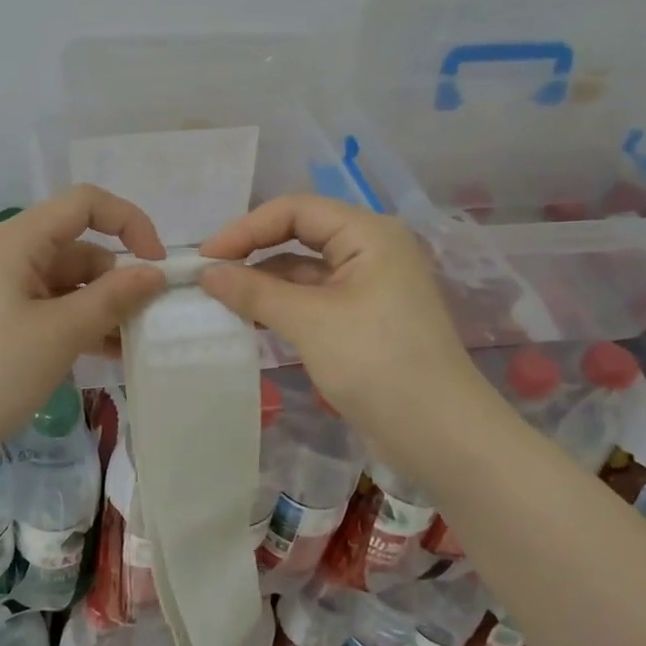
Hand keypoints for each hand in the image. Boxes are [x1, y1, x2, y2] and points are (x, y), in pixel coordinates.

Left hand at [0, 185, 166, 458]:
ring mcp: (4, 293)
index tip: (158, 266)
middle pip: (80, 247)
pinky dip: (80, 327)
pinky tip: (106, 357)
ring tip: (133, 345)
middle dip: (119, 277)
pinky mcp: (0, 326)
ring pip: (69, 285)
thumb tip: (155, 272)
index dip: (129, 222)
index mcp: (19, 241)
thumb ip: (112, 298)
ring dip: (103, 308)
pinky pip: (52, 313)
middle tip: (150, 320)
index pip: (85, 204)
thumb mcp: (60, 333)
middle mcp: (12, 258)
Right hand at [197, 195, 501, 443]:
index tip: (205, 258)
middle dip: (253, 252)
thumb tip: (206, 273)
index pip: (295, 210)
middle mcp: (371, 250)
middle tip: (208, 276)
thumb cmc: (377, 362)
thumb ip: (254, 291)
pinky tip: (251, 321)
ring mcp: (369, 286)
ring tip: (220, 301)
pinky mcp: (364, 320)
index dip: (246, 228)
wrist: (440, 435)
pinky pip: (315, 299)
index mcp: (368, 233)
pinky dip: (283, 306)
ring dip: (264, 282)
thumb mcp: (309, 321)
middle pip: (300, 234)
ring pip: (305, 270)